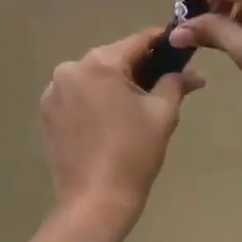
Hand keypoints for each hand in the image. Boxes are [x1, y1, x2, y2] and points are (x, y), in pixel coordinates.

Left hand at [39, 27, 202, 235]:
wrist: (95, 201)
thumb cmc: (133, 154)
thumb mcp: (162, 114)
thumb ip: (176, 83)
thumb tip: (194, 72)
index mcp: (100, 63)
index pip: (138, 41)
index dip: (162, 43)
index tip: (180, 50)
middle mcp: (71, 68)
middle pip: (114, 58)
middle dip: (139, 68)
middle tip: (165, 84)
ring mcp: (54, 90)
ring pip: (94, 76)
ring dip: (115, 84)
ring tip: (137, 107)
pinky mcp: (47, 111)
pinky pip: (77, 94)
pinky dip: (94, 99)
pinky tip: (110, 120)